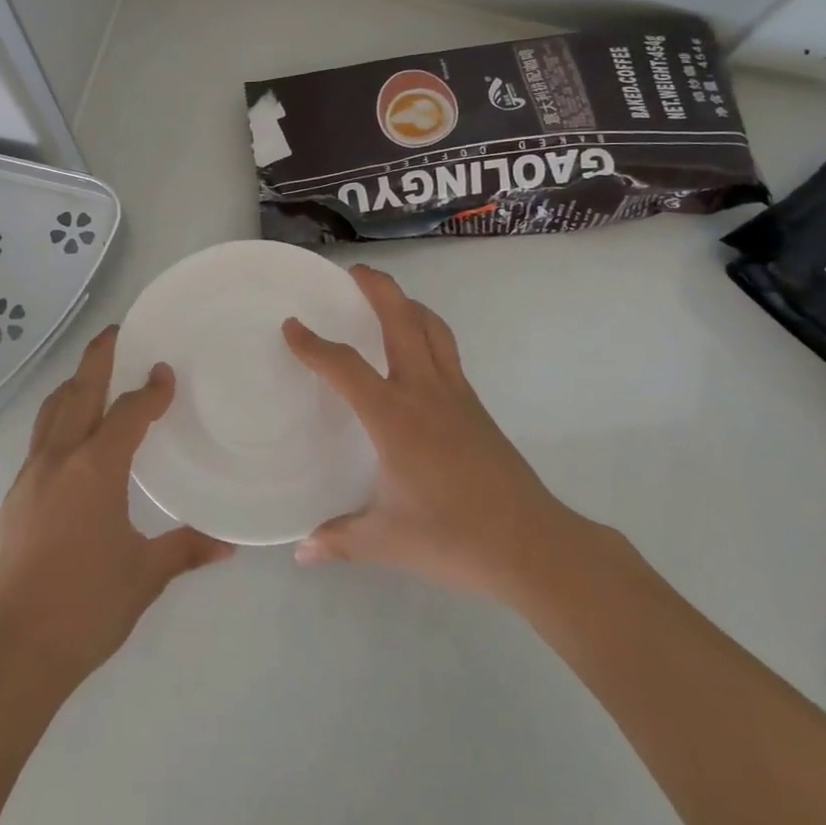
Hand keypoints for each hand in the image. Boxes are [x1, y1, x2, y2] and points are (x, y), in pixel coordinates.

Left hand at [0, 326, 233, 685]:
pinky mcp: (14, 497)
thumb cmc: (85, 607)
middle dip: (98, 358)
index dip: (150, 390)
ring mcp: (30, 476)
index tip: (165, 373)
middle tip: (115, 331)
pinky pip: (40, 438)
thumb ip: (186, 550)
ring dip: (73, 385)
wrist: (12, 650)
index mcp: (95, 469)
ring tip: (91, 374)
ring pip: (51, 411)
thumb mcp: (145, 576)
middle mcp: (59, 459)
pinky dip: (59, 418)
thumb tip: (229, 543)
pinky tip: (72, 437)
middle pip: (78, 392)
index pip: (128, 413)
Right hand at [283, 265, 577, 602]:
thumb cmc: (454, 537)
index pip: (345, 366)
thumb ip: (340, 539)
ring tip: (389, 299)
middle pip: (401, 320)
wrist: (533, 545)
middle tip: (353, 272)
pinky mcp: (476, 407)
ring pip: (432, 329)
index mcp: (394, 417)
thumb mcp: (386, 541)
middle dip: (377, 289)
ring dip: (408, 304)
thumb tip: (301, 551)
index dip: (313, 344)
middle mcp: (425, 392)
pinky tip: (418, 352)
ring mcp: (456, 395)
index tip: (292, 326)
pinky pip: (447, 352)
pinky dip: (428, 333)